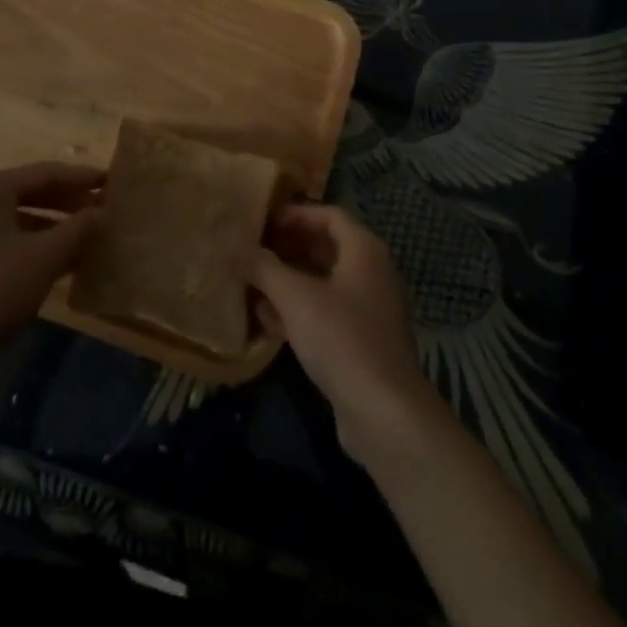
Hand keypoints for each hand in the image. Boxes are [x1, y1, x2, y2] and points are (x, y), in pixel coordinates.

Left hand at [0, 162, 102, 365]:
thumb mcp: (46, 256)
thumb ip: (78, 228)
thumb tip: (101, 212)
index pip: (46, 173)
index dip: (82, 178)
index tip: (111, 181)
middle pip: (31, 192)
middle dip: (69, 202)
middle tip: (103, 208)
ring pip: (19, 218)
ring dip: (55, 226)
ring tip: (88, 235)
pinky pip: (7, 239)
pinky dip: (35, 244)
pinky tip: (62, 261)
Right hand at [248, 204, 436, 461]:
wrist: (384, 412)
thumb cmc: (341, 339)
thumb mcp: (295, 298)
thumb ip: (266, 268)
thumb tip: (242, 250)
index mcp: (364, 250)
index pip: (329, 215)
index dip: (295, 214)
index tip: (262, 223)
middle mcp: (372, 272)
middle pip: (326, 246)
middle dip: (288, 245)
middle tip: (253, 249)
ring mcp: (369, 307)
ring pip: (324, 281)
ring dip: (289, 278)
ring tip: (253, 280)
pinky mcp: (362, 340)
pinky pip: (327, 310)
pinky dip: (299, 307)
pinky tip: (267, 317)